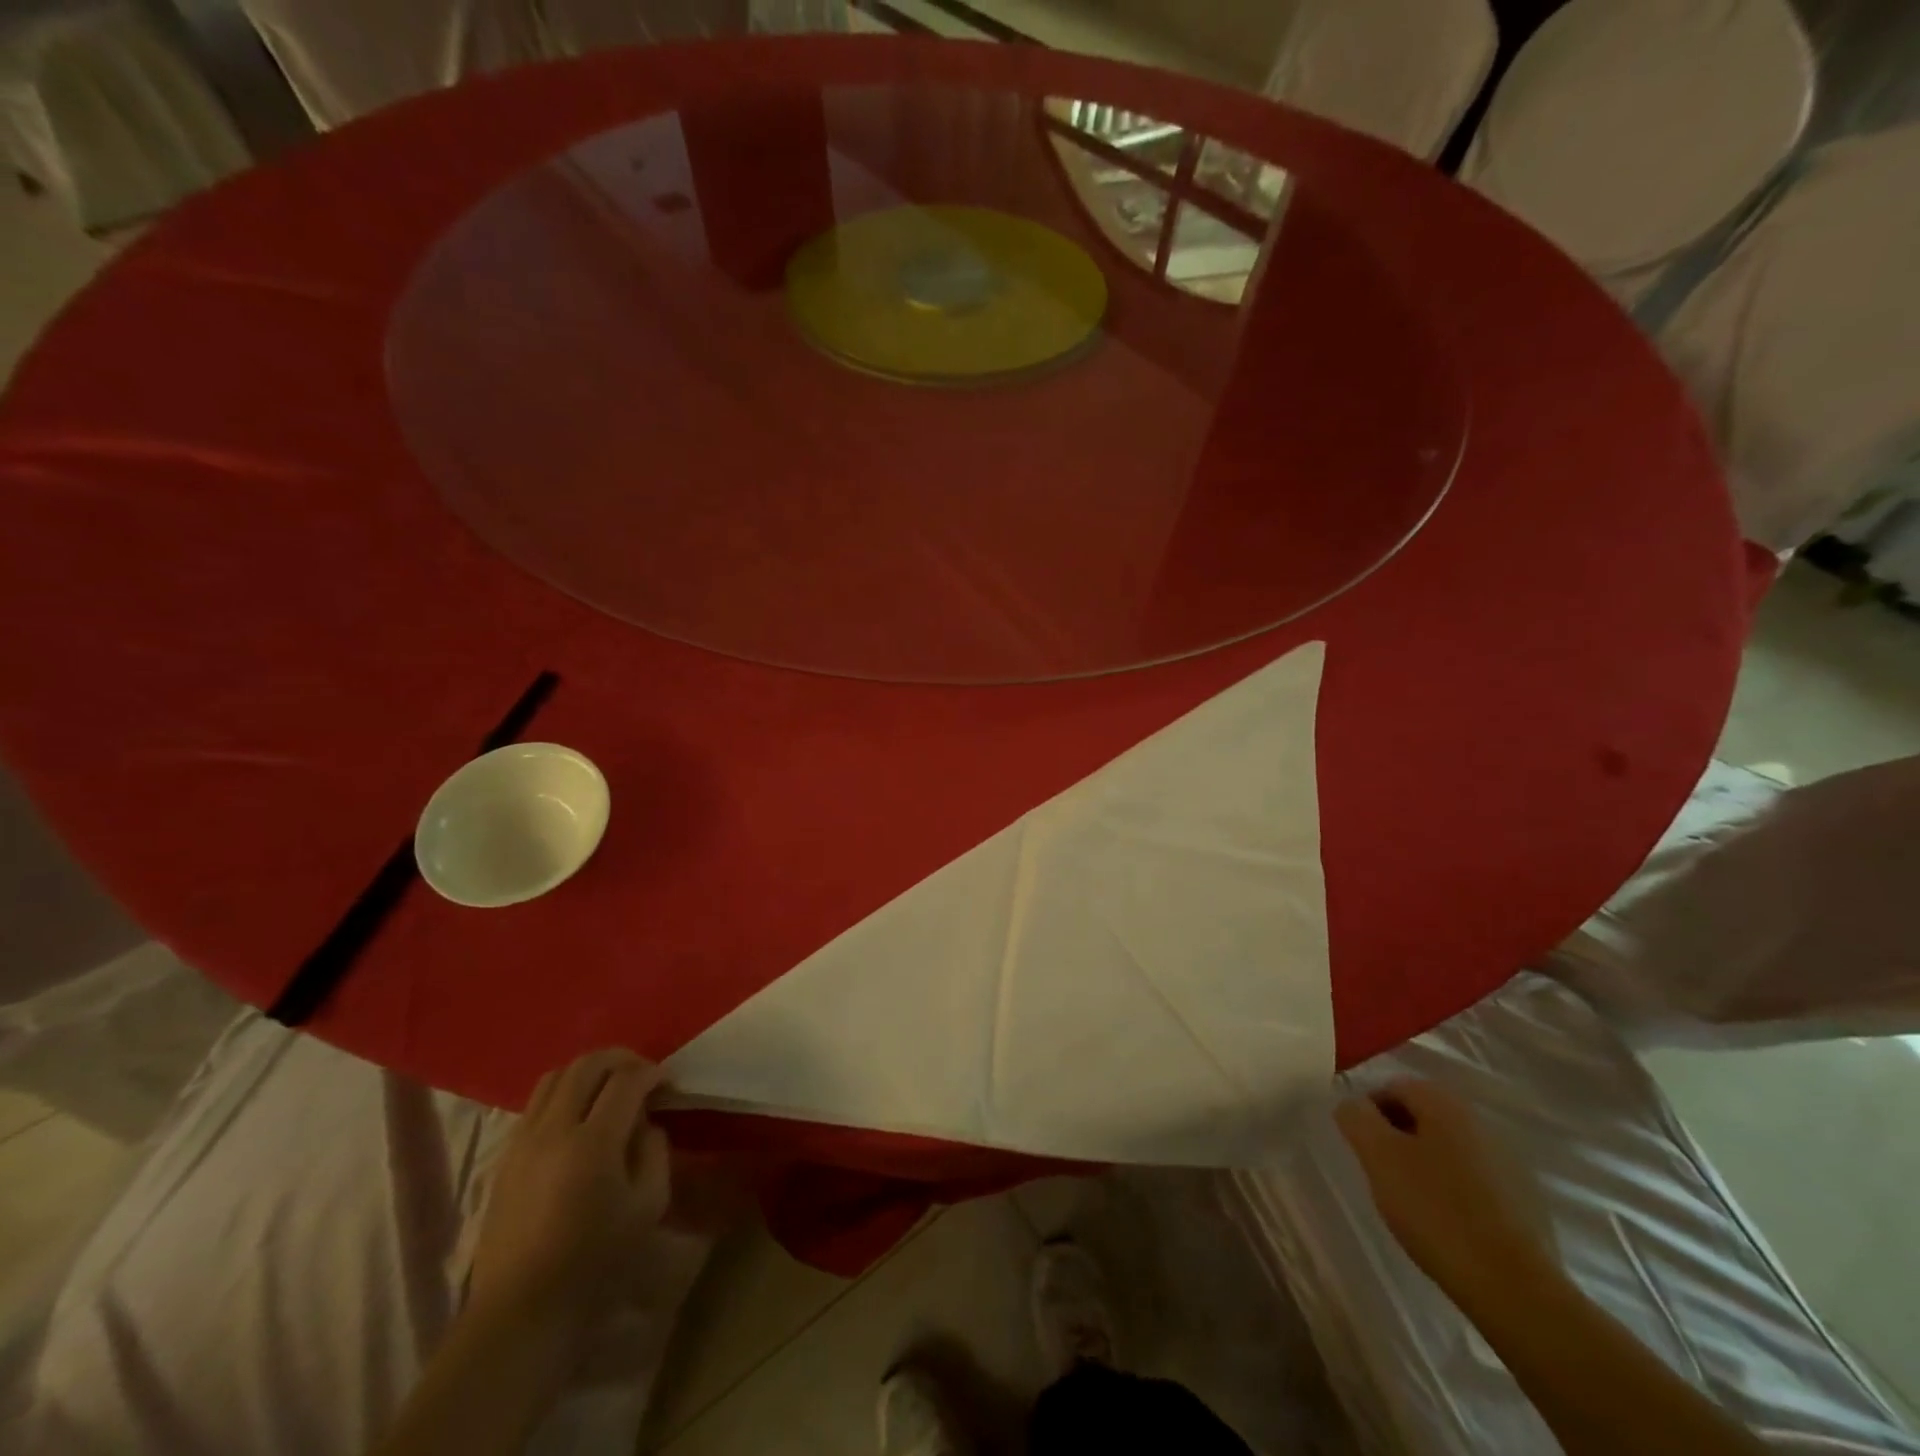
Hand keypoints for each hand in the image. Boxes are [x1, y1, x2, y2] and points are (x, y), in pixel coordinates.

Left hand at [468, 1049, 671, 1338]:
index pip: (626, 1079)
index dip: (652, 1072)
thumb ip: (654, 1150)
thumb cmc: (595, 1260)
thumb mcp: (648, 1205)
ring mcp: (523, 1140)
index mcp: (593, 1143)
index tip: (667, 1083)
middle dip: (621, 1059)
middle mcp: (553, 1129)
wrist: (521, 1309)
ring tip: (609, 1089)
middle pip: (587, 1064)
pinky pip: (536, 1103)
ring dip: (588, 1072)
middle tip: (642, 1074)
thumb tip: (645, 1123)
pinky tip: (578, 1118)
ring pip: (555, 1075)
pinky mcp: (505, 1156)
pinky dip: (563, 1094)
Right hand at [1334, 1077, 1555, 1303]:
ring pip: (1448, 1149)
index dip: (1368, 1113)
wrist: (1516, 1289)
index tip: (1361, 1149)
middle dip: (1397, 1138)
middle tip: (1382, 1174)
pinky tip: (1447, 1223)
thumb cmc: (1436, 1211)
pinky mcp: (1525, 1202)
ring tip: (1412, 1203)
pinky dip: (1454, 1191)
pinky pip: (1474, 1181)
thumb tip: (1354, 1106)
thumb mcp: (1378, 1156)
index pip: (1392, 1087)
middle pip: (1422, 1116)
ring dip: (1425, 1164)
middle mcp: (1480, 1122)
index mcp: (1445, 1103)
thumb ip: (1356, 1118)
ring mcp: (1508, 1163)